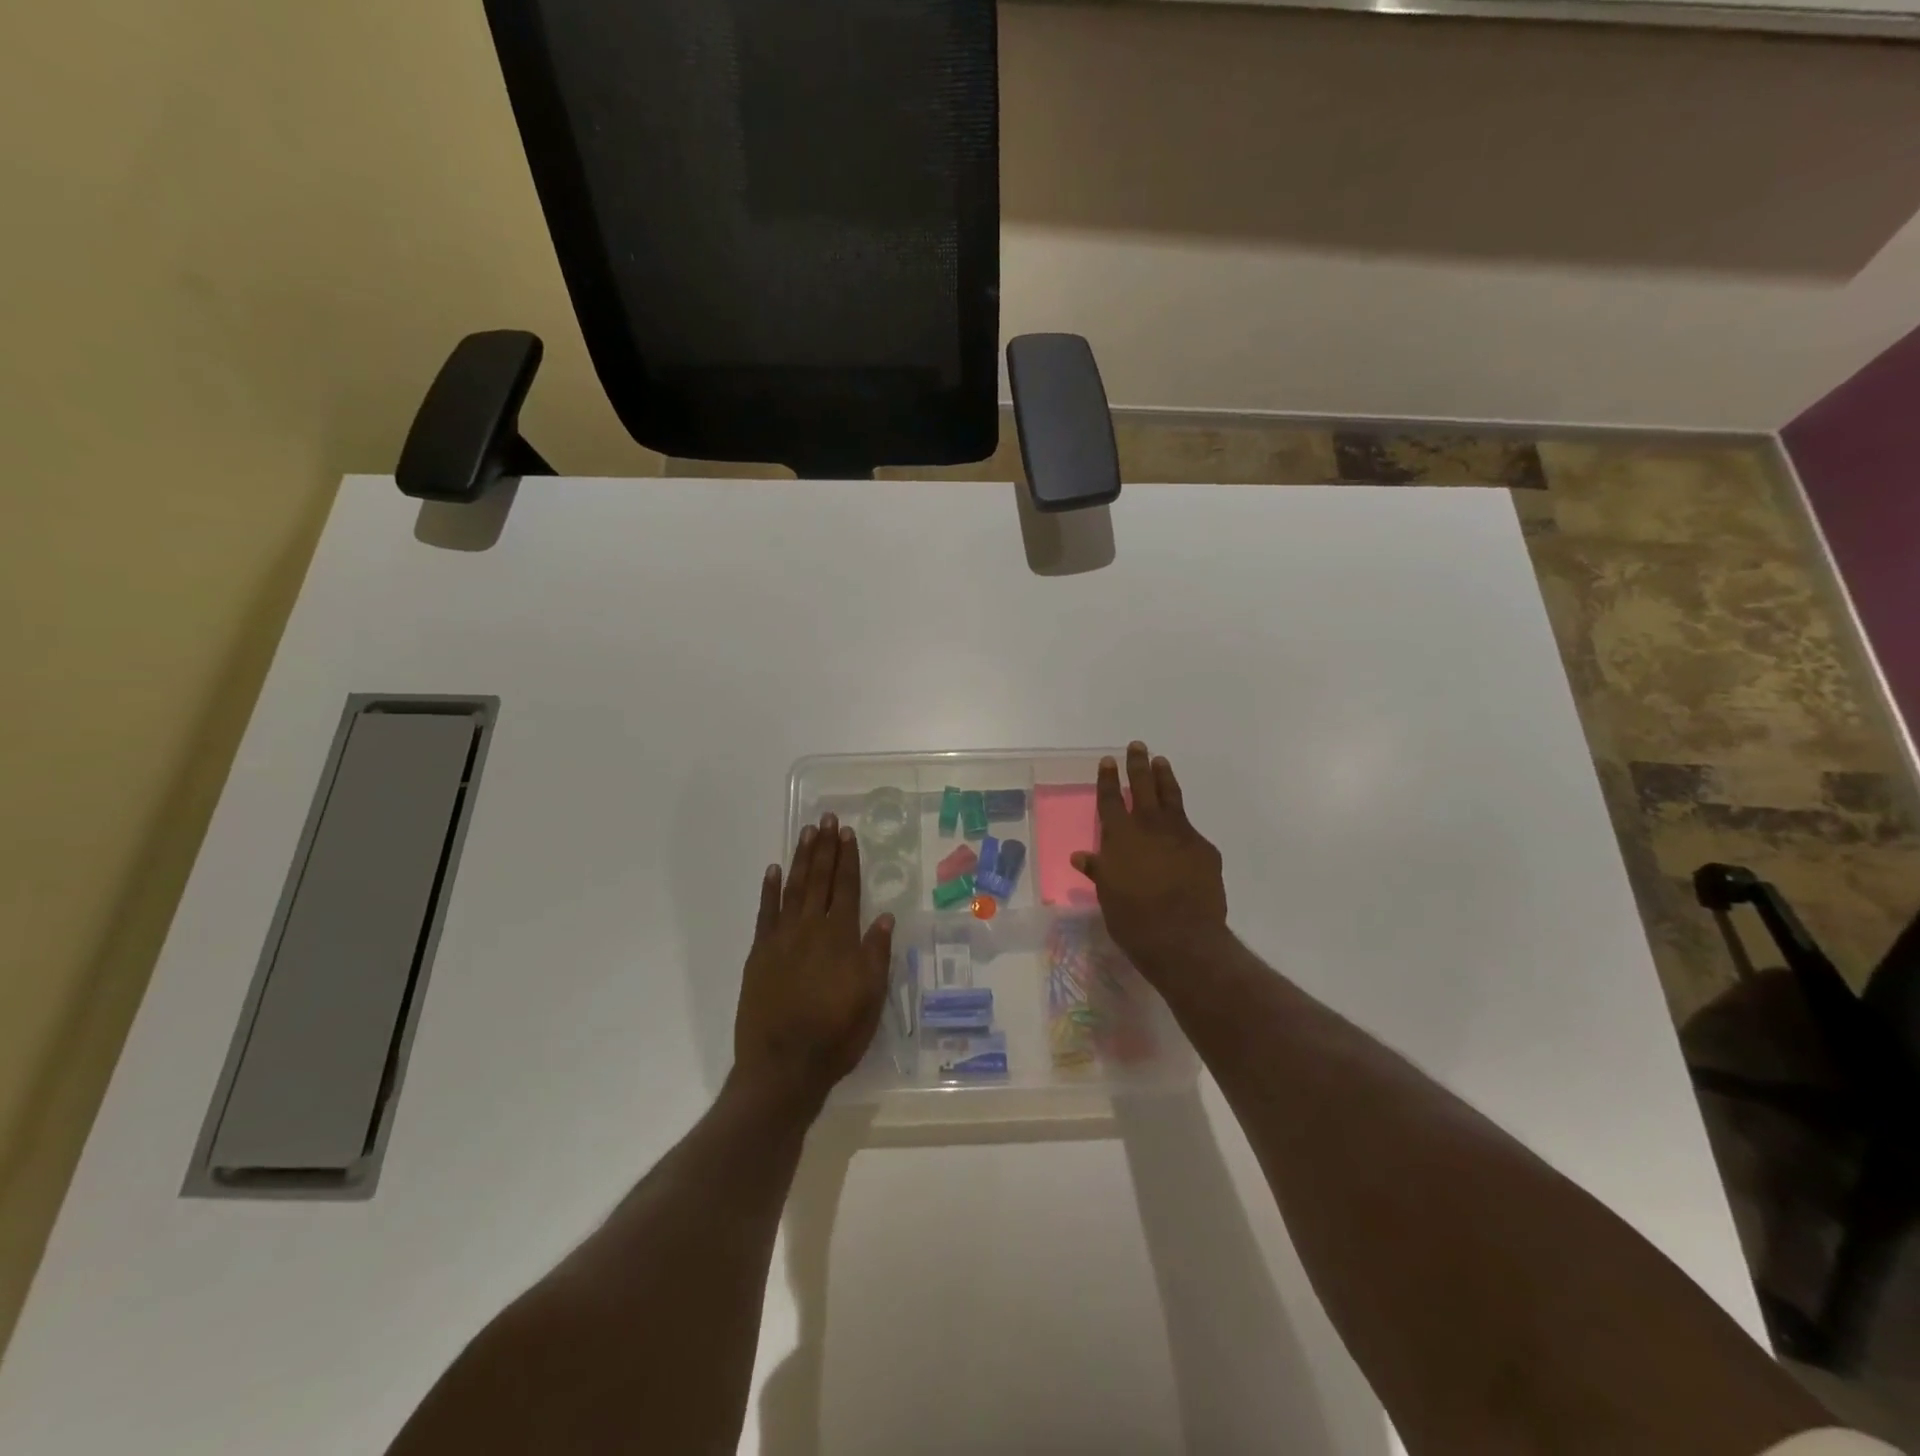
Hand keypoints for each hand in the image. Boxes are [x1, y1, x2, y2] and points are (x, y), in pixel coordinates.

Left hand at [733, 813, 894, 1107]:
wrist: (782, 1066)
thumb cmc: (836, 1035)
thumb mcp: (871, 998)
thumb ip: (876, 954)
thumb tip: (884, 916)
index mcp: (841, 937)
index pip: (847, 888)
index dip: (848, 859)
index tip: (848, 833)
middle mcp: (811, 928)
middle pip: (819, 879)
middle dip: (825, 848)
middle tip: (826, 818)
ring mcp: (781, 939)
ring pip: (793, 888)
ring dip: (800, 859)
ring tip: (806, 833)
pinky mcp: (759, 954)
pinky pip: (765, 913)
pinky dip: (769, 890)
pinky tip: (772, 870)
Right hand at [1072, 742, 1227, 982]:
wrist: (1182, 937)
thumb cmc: (1133, 919)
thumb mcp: (1107, 894)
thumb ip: (1098, 870)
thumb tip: (1081, 857)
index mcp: (1120, 835)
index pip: (1110, 798)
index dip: (1108, 778)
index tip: (1108, 760)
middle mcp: (1149, 826)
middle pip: (1143, 786)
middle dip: (1138, 765)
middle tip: (1137, 746)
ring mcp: (1180, 834)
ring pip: (1171, 797)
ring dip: (1164, 778)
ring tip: (1161, 762)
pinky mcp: (1205, 848)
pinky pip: (1191, 830)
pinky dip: (1183, 825)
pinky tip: (1183, 829)